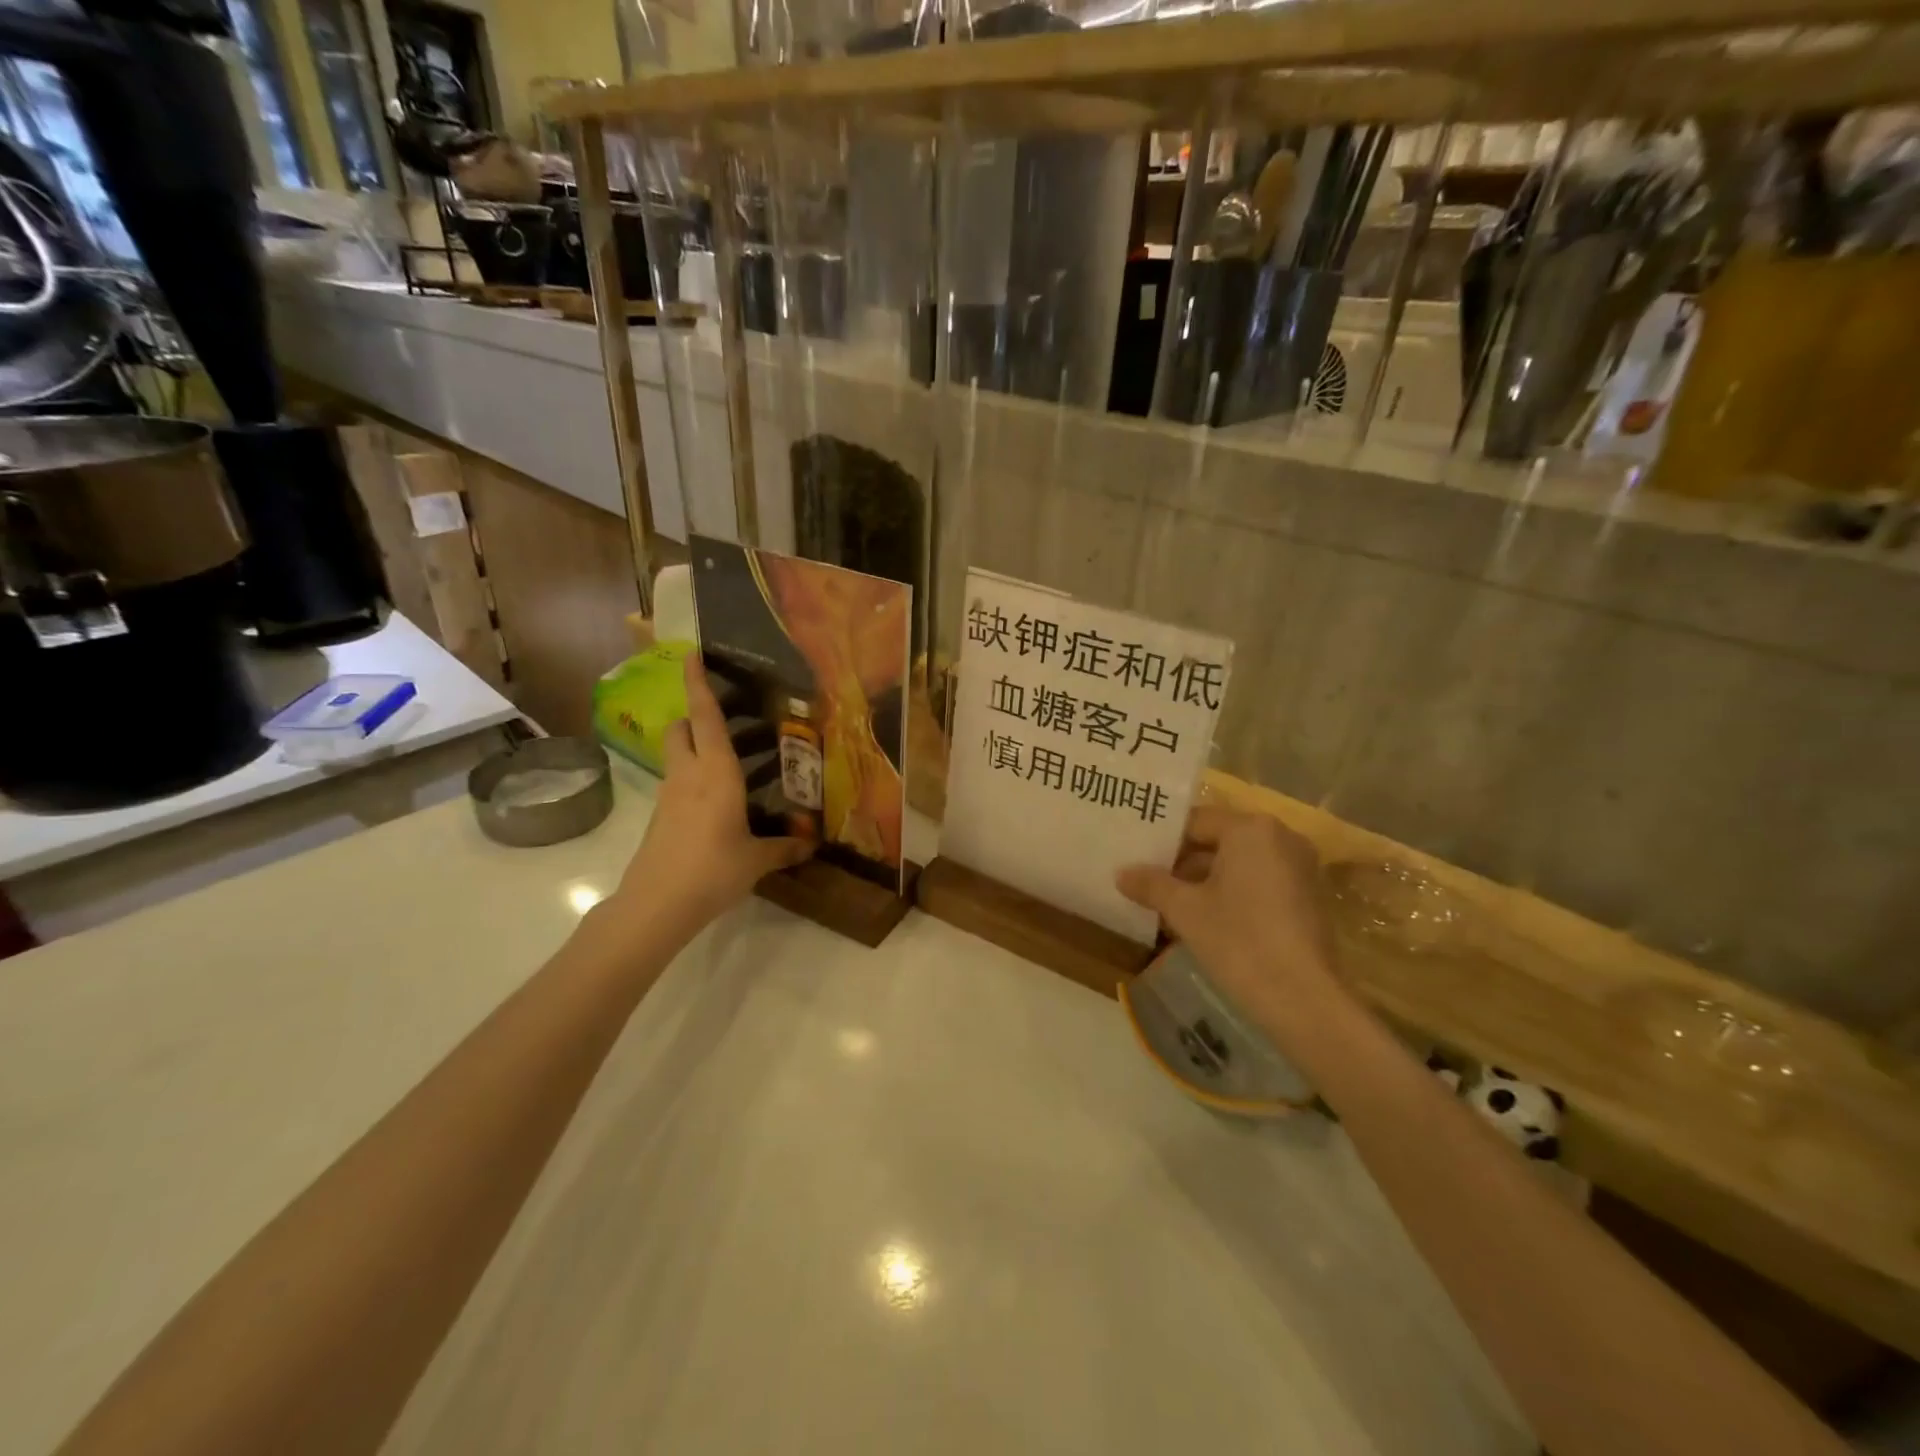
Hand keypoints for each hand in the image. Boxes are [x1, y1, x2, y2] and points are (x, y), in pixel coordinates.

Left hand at [614, 655, 810, 932]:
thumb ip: (784, 847)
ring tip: (731, 762)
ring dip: (696, 747)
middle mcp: (689, 774)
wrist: (657, 904)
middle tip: (728, 722)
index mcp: (716, 772)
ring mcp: (670, 794)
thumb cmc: (712, 869)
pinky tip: (718, 801)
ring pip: (677, 754)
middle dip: (697, 716)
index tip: (693, 654)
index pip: (705, 716)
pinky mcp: (661, 815)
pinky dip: (693, 778)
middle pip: (682, 727)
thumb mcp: (756, 859)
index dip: (698, 683)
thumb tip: (811, 845)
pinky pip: (677, 782)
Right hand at [1117, 806, 1341, 1034]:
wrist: (1304, 1000)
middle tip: (1146, 883)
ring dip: (1203, 882)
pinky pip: (1258, 882)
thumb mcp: (1185, 910)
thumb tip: (1121, 873)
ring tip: (1168, 905)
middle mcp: (1281, 837)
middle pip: (1218, 840)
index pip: (1195, 822)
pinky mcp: (1307, 898)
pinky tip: (1203, 921)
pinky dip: (1231, 894)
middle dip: (1182, 863)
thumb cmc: (1239, 941)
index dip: (1162, 842)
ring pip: (1238, 864)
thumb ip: (1151, 884)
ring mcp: (1299, 868)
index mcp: (1250, 828)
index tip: (1136, 860)